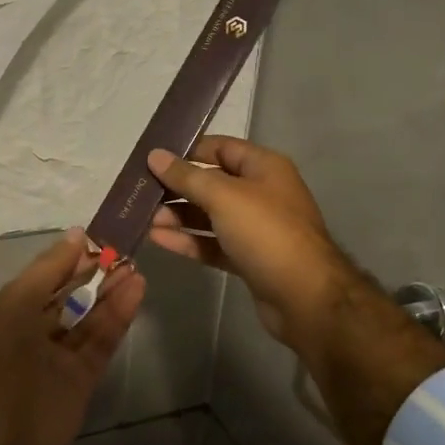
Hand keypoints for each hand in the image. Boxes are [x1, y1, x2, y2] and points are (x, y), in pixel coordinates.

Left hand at [0, 228, 145, 444]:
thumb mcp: (15, 311)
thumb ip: (47, 273)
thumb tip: (75, 236)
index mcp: (12, 309)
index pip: (49, 271)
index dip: (74, 252)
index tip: (106, 229)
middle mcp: (35, 327)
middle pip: (71, 291)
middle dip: (97, 270)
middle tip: (129, 247)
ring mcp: (61, 353)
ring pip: (90, 314)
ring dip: (111, 290)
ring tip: (137, 265)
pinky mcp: (83, 376)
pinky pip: (102, 338)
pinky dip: (118, 315)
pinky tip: (136, 290)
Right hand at [148, 138, 444, 444]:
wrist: (305, 297)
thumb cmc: (267, 233)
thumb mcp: (224, 197)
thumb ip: (187, 176)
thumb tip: (155, 156)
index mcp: (264, 167)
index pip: (220, 148)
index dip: (188, 151)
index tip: (153, 159)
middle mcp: (261, 193)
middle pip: (212, 183)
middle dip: (177, 187)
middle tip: (140, 193)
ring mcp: (255, 228)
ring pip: (209, 216)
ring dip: (178, 216)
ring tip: (143, 218)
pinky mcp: (248, 258)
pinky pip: (212, 243)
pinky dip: (188, 241)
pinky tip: (158, 239)